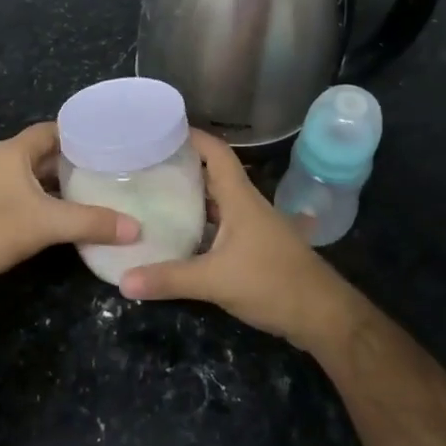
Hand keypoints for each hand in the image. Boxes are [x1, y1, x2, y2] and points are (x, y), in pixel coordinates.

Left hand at [0, 121, 138, 298]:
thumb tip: (136, 228)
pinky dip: (50, 206)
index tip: (115, 144)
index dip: (84, 134)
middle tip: (116, 173)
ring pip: (38, 180)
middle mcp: (4, 162)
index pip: (56, 129)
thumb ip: (91, 222)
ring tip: (101, 196)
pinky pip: (28, 200)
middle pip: (49, 155)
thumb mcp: (46, 223)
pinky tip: (71, 221)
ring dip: (64, 187)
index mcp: (15, 151)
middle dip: (80, 163)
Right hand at [119, 130, 365, 351]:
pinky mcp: (257, 249)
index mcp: (240, 199)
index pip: (216, 153)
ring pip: (218, 204)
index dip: (192, 137)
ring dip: (191, 199)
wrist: (322, 315)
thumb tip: (123, 281)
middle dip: (182, 168)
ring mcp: (254, 228)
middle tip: (144, 167)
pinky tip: (180, 238)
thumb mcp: (215, 281)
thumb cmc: (273, 284)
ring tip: (154, 198)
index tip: (159, 131)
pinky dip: (201, 227)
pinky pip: (223, 228)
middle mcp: (248, 206)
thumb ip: (169, 279)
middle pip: (213, 176)